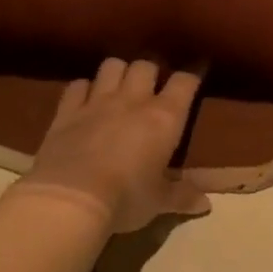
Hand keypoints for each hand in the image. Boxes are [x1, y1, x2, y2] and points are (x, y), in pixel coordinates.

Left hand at [22, 59, 211, 232]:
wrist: (71, 198)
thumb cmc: (126, 198)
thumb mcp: (160, 201)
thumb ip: (182, 196)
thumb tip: (206, 205)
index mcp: (165, 118)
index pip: (184, 82)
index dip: (191, 77)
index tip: (194, 79)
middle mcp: (133, 100)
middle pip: (146, 65)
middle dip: (151, 72)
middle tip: (152, 88)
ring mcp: (97, 102)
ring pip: (112, 66)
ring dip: (118, 72)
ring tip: (120, 87)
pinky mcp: (66, 111)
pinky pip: (77, 85)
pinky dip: (84, 89)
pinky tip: (86, 100)